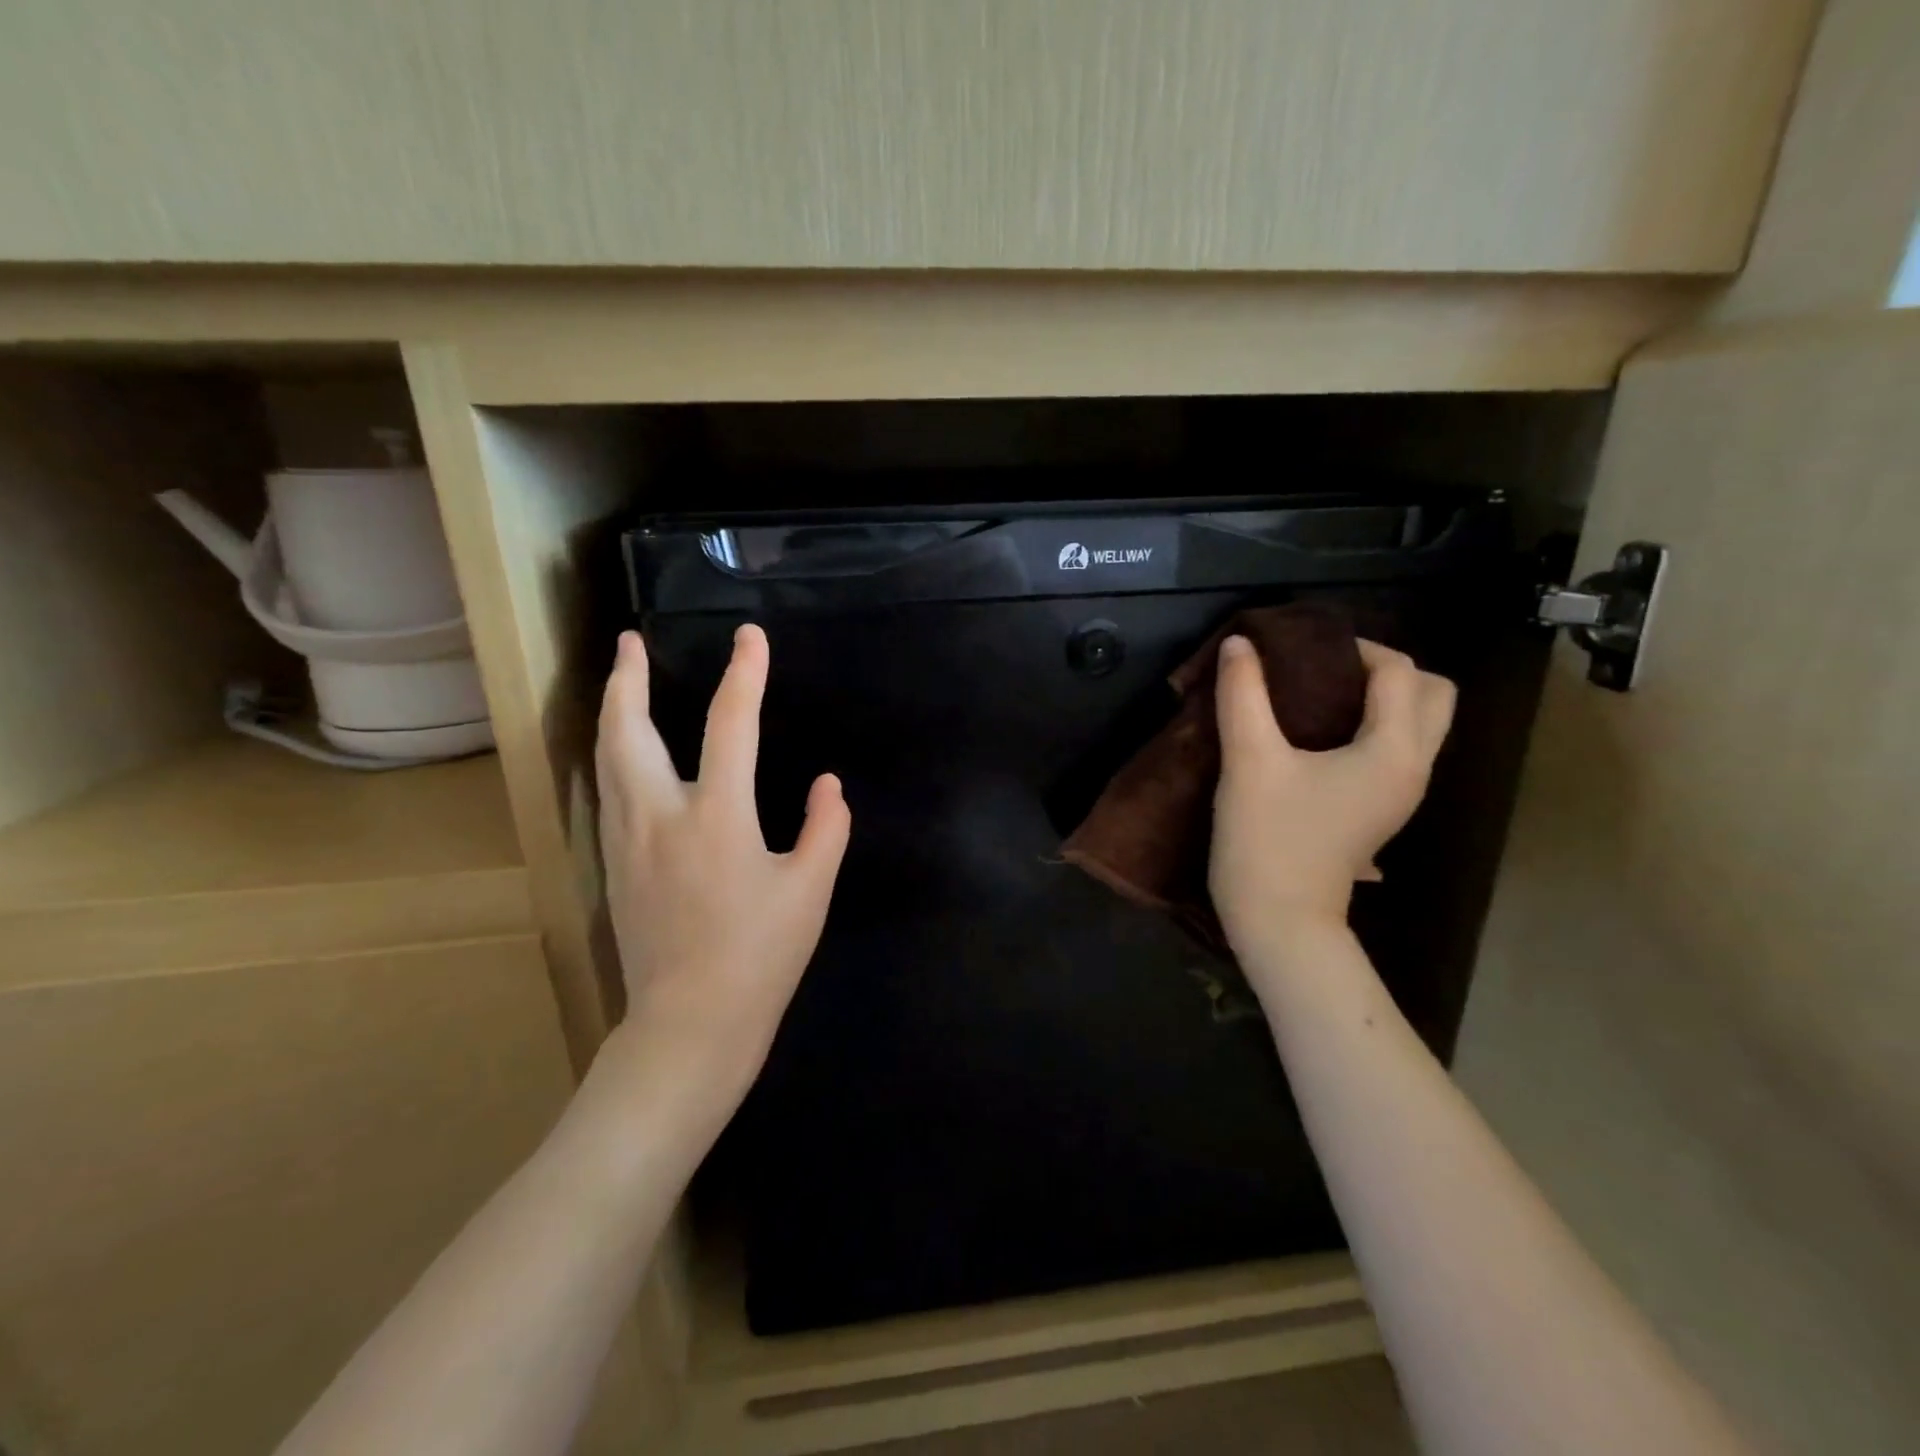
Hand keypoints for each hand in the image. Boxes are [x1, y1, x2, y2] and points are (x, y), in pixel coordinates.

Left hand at [595, 625, 850, 1109]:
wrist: (689, 1026)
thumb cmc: (759, 957)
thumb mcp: (810, 891)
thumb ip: (826, 829)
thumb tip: (829, 784)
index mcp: (717, 817)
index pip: (730, 725)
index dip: (744, 674)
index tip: (750, 637)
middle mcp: (660, 817)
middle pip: (629, 730)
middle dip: (628, 678)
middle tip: (630, 641)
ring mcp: (627, 841)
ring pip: (606, 759)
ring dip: (612, 711)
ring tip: (619, 681)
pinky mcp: (613, 866)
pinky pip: (607, 791)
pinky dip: (611, 754)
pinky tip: (622, 754)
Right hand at [1210, 635, 1454, 960]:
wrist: (1279, 919)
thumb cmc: (1267, 838)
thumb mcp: (1249, 760)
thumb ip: (1243, 696)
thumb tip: (1240, 644)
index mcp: (1393, 751)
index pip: (1400, 672)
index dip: (1355, 648)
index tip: (1302, 649)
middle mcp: (1414, 768)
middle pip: (1434, 695)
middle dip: (1389, 670)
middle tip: (1328, 670)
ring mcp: (1402, 794)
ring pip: (1420, 725)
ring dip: (1384, 699)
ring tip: (1320, 696)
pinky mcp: (1381, 810)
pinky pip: (1397, 750)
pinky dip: (1374, 727)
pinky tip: (1320, 734)